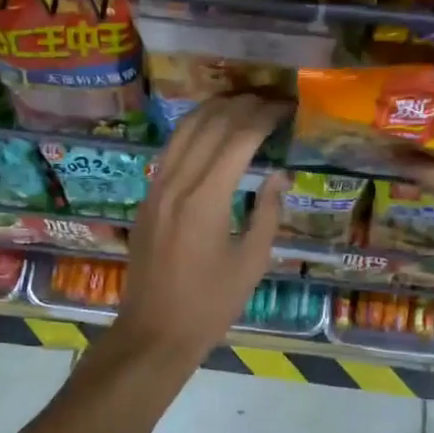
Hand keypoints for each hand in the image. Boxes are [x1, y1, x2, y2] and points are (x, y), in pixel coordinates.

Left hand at [110, 95, 288, 364]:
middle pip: (209, 124)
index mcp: (206, 199)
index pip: (238, 138)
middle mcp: (177, 183)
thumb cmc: (211, 304)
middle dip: (241, 105)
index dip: (263, 117)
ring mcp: (156, 188)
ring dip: (214, 110)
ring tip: (242, 104)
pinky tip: (210, 130)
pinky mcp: (147, 198)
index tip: (285, 108)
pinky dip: (193, 130)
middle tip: (269, 101)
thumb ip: (268, 212)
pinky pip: (171, 150)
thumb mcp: (252, 261)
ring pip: (184, 130)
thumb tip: (279, 174)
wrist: (155, 331)